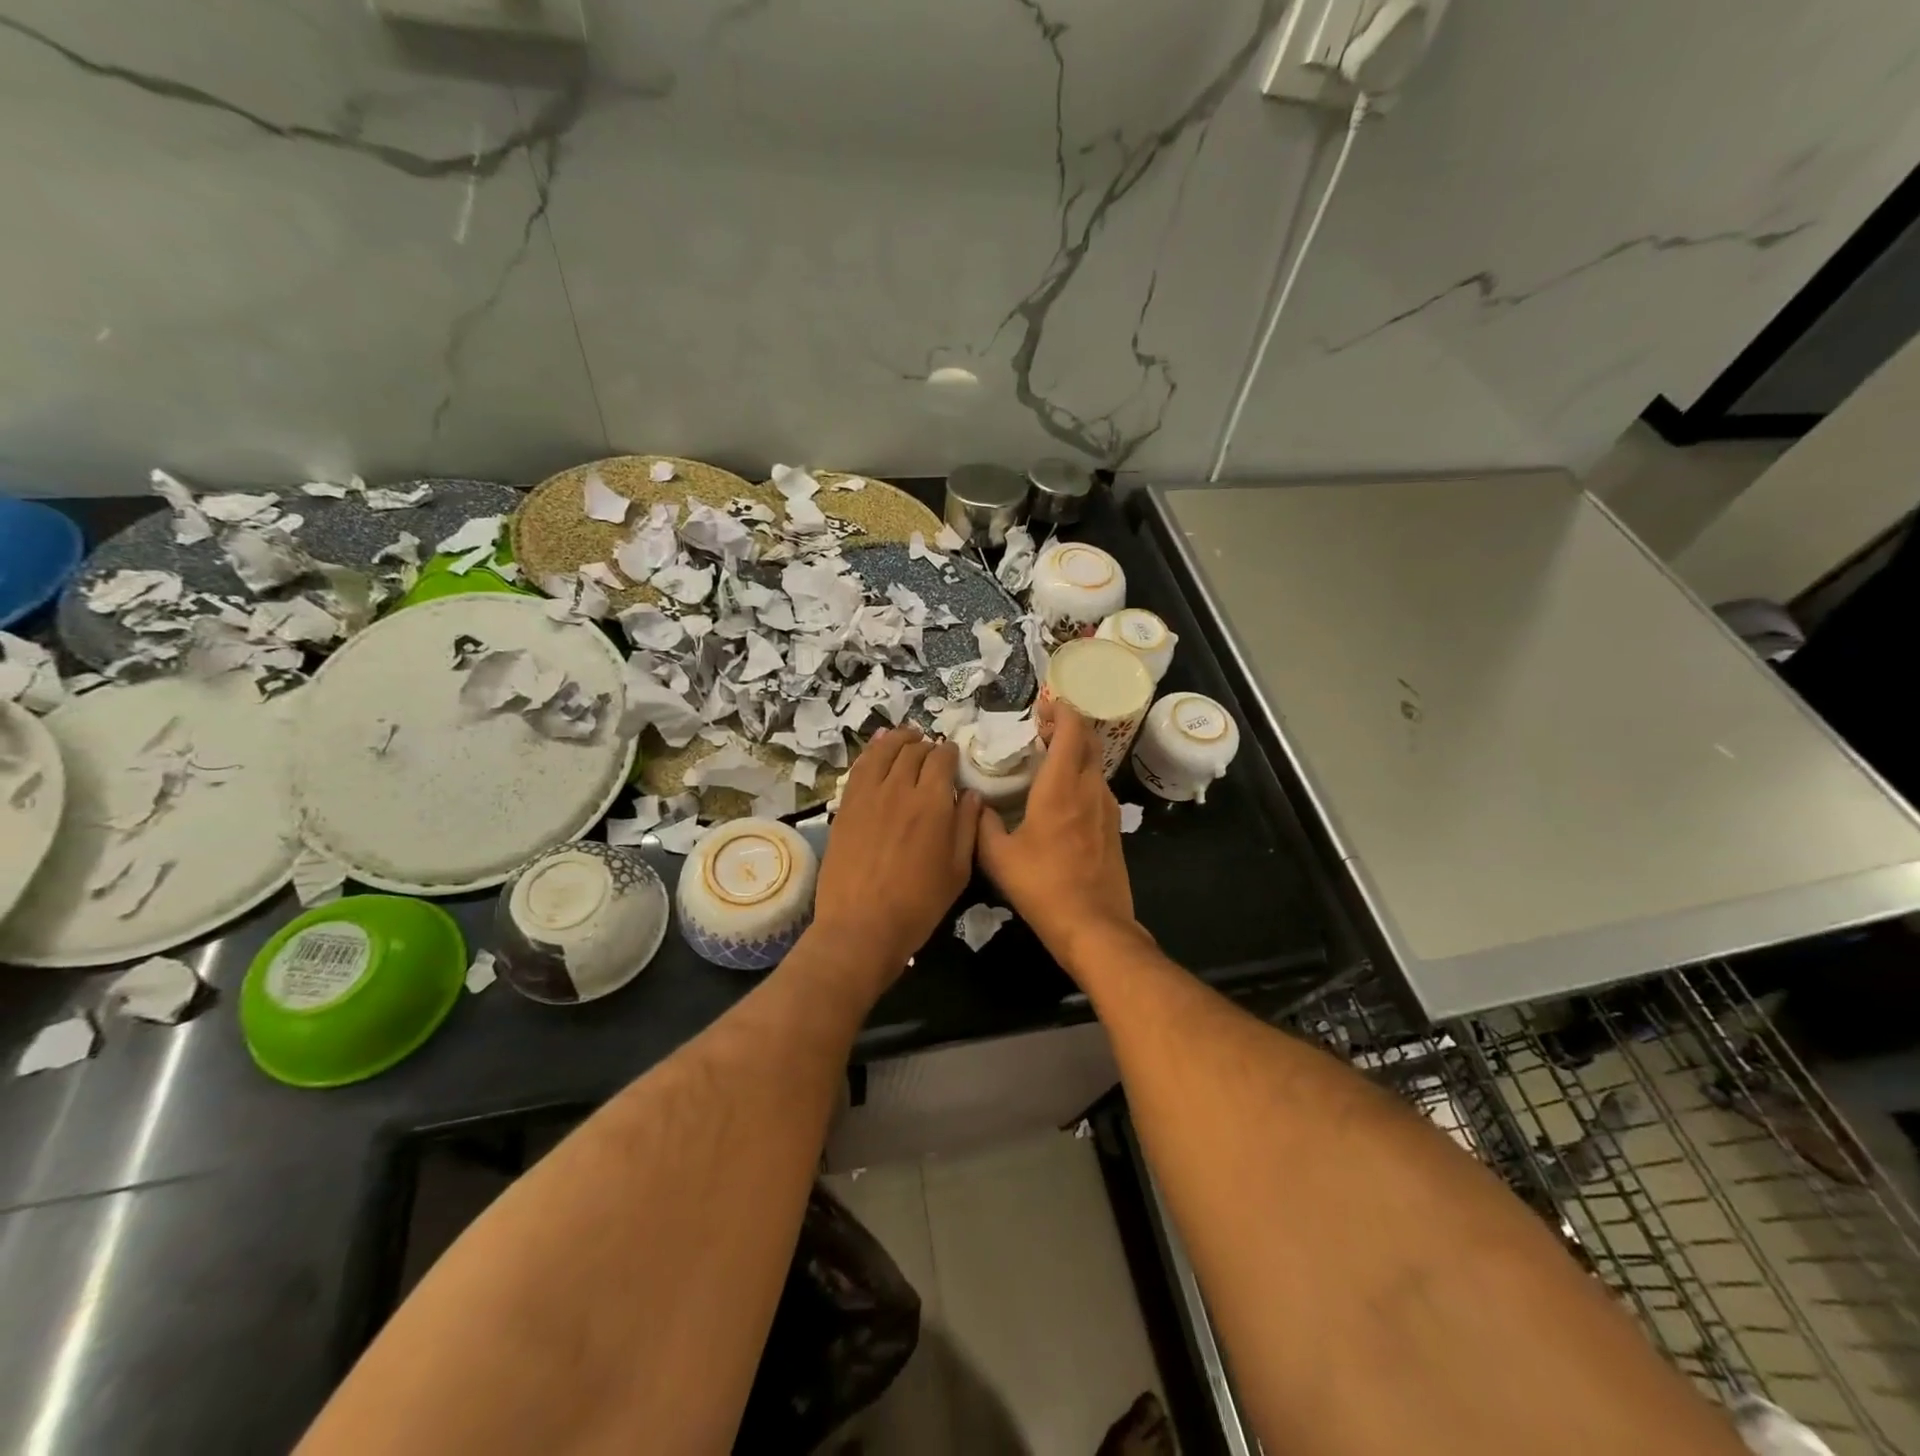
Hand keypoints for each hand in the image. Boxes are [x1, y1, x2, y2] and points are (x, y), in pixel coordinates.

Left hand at [812, 726, 981, 991]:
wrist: (861, 926)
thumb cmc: (919, 904)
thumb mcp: (958, 870)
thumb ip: (966, 826)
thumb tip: (972, 795)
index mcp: (933, 803)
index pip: (942, 759)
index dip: (950, 753)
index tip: (953, 757)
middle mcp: (900, 788)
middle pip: (914, 751)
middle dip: (926, 746)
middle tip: (932, 752)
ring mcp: (868, 794)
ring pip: (884, 751)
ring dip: (898, 739)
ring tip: (907, 737)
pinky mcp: (845, 805)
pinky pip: (860, 767)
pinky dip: (871, 751)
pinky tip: (876, 747)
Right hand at [976, 705, 1139, 971]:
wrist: (1094, 925)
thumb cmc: (1042, 887)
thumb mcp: (997, 857)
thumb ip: (982, 824)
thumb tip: (975, 803)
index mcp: (1061, 788)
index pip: (1071, 730)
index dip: (1059, 711)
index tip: (1041, 709)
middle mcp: (1090, 789)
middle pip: (1088, 740)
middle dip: (1066, 725)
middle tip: (1040, 729)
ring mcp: (1107, 808)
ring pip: (1094, 763)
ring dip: (1074, 751)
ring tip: (1046, 758)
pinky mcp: (1114, 827)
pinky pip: (1097, 786)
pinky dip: (1081, 775)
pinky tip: (1061, 794)